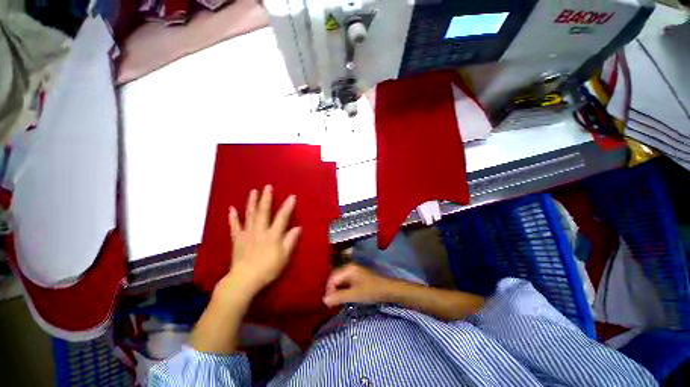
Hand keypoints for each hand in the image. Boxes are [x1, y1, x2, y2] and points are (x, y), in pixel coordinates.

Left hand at [225, 185, 300, 296]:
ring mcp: (247, 234)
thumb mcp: (284, 256)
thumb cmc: (268, 268)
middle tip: (267, 186)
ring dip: (251, 202)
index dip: (288, 206)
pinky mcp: (237, 239)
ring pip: (249, 215)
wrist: (244, 280)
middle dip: (266, 198)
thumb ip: (291, 240)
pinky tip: (231, 208)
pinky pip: (234, 226)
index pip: (282, 217)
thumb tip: (298, 227)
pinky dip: (233, 217)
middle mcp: (260, 230)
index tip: (292, 196)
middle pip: (263, 212)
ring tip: (253, 191)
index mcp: (273, 235)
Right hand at [323, 263, 395, 306]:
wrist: (388, 289)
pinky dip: (343, 288)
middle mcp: (349, 266)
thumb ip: (338, 297)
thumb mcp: (354, 295)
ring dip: (337, 290)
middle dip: (332, 290)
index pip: (332, 278)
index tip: (328, 304)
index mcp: (348, 269)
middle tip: (331, 303)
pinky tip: (344, 296)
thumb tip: (323, 300)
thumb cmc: (371, 291)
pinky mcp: (358, 274)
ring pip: (340, 279)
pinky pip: (346, 280)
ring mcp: (354, 269)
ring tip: (337, 301)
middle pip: (335, 277)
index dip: (328, 291)